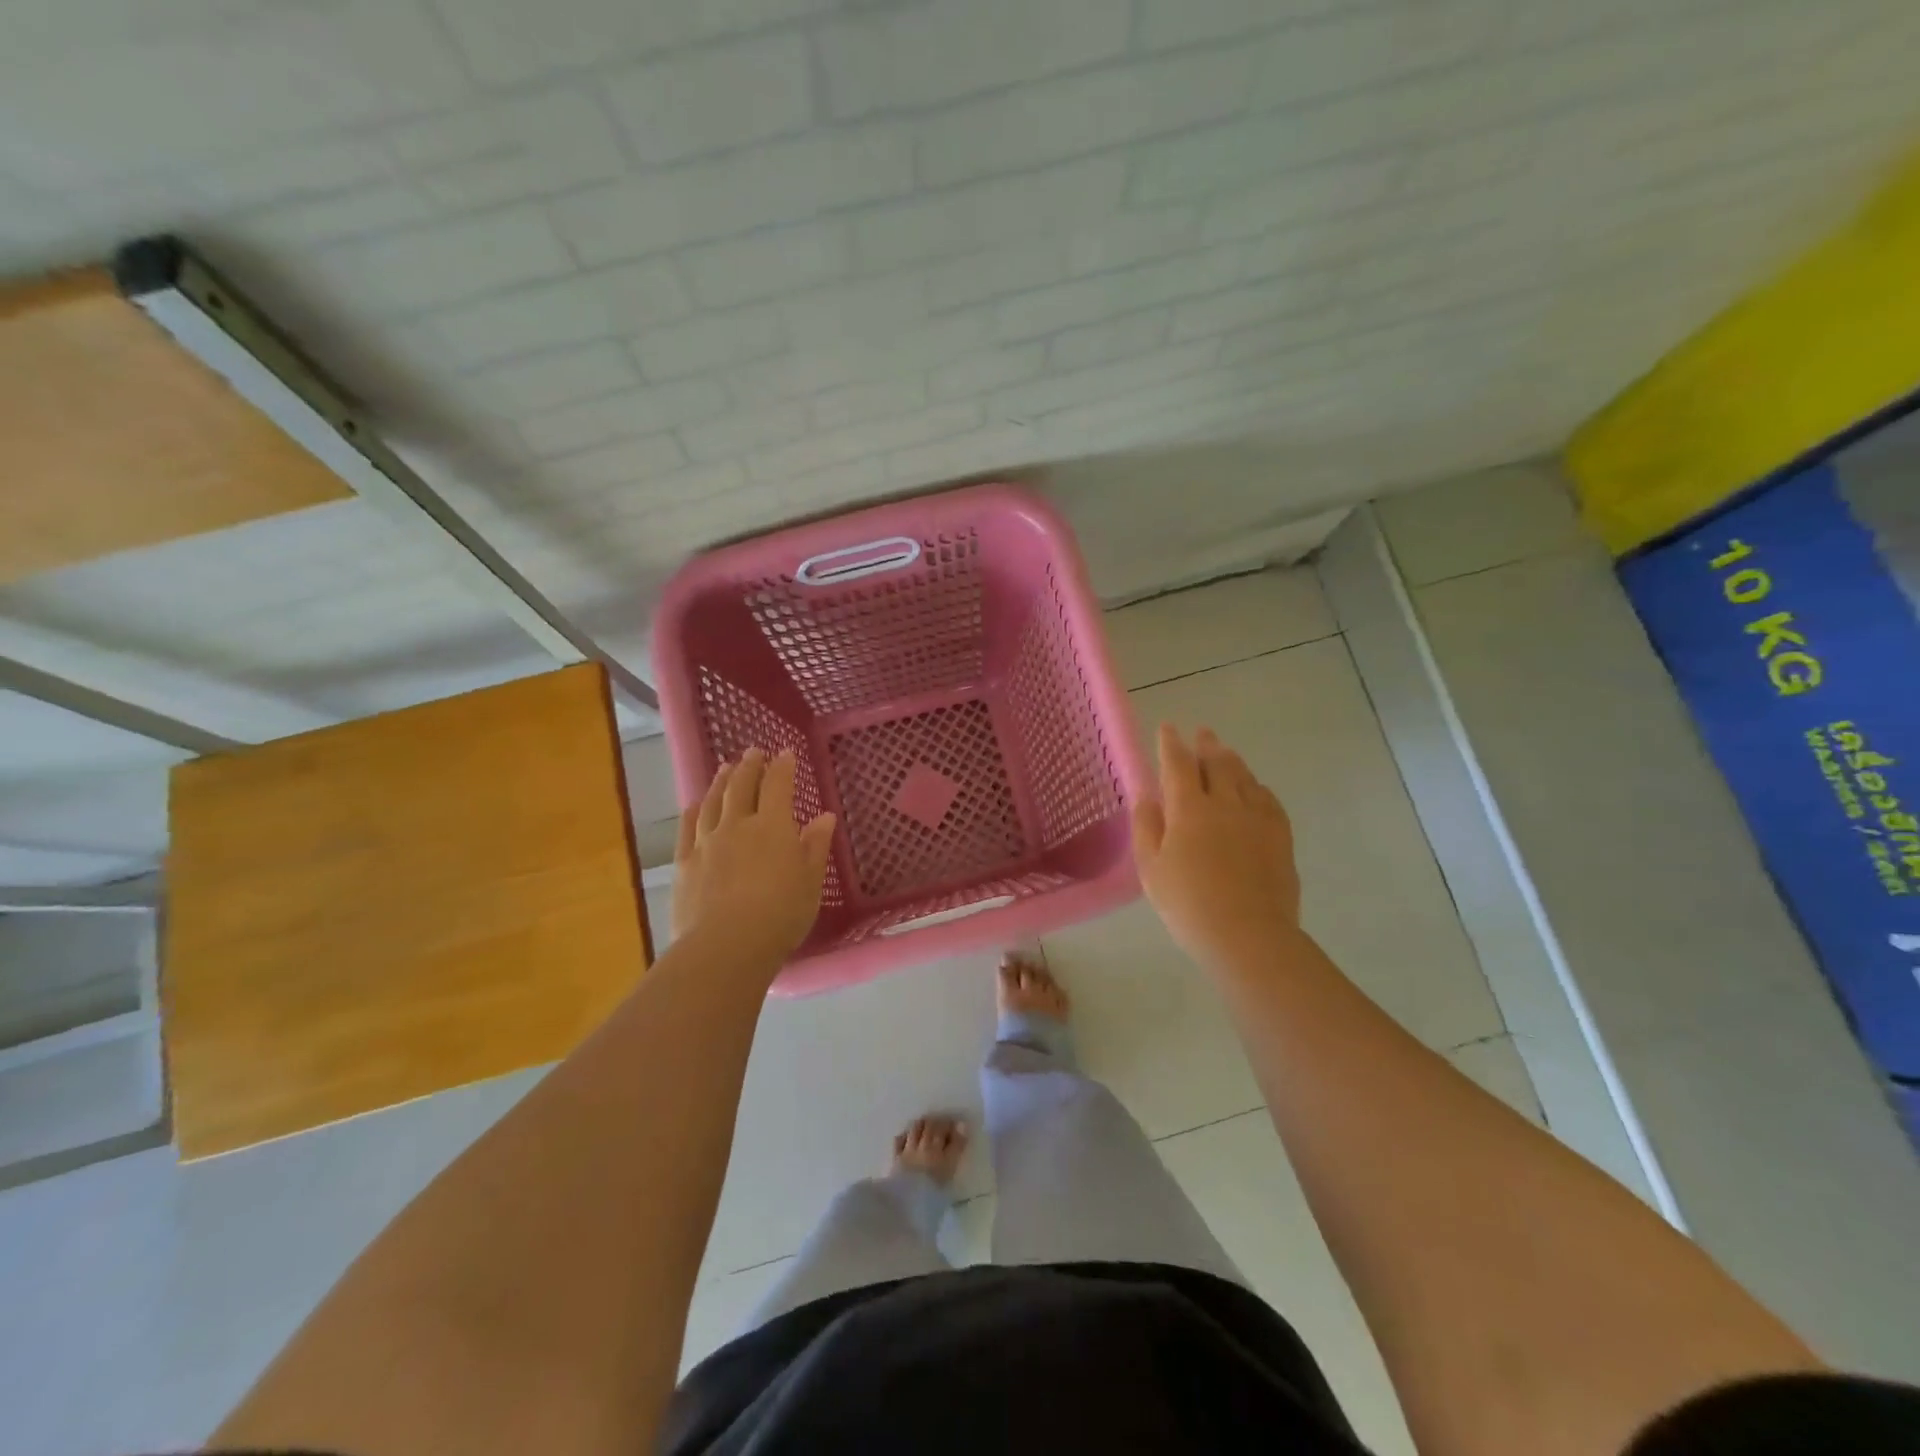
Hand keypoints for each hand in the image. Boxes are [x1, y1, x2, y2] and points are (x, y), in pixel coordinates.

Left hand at [671, 748, 836, 972]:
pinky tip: (693, 805)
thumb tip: (824, 817)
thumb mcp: (810, 882)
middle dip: (749, 766)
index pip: (778, 786)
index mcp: (773, 827)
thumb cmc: (781, 914)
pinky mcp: (685, 864)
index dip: (782, 767)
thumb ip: (816, 846)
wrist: (727, 945)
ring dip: (720, 782)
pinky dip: (692, 812)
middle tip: (753, 751)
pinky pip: (687, 829)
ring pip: (712, 802)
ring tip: (724, 768)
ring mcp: (707, 843)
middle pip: (741, 787)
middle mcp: (738, 826)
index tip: (784, 753)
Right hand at [1132, 724, 1300, 971]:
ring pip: (1244, 776)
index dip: (1170, 744)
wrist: (1248, 935)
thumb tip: (1147, 797)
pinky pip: (1268, 798)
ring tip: (1224, 752)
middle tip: (1202, 733)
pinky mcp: (1280, 835)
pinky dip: (1256, 786)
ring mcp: (1257, 817)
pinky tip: (1253, 789)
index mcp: (1188, 809)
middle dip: (1206, 745)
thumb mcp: (1151, 869)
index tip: (1167, 728)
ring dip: (1231, 760)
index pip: (1177, 764)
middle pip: (1216, 763)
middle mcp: (1225, 803)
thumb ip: (1146, 827)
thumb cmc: (1188, 904)